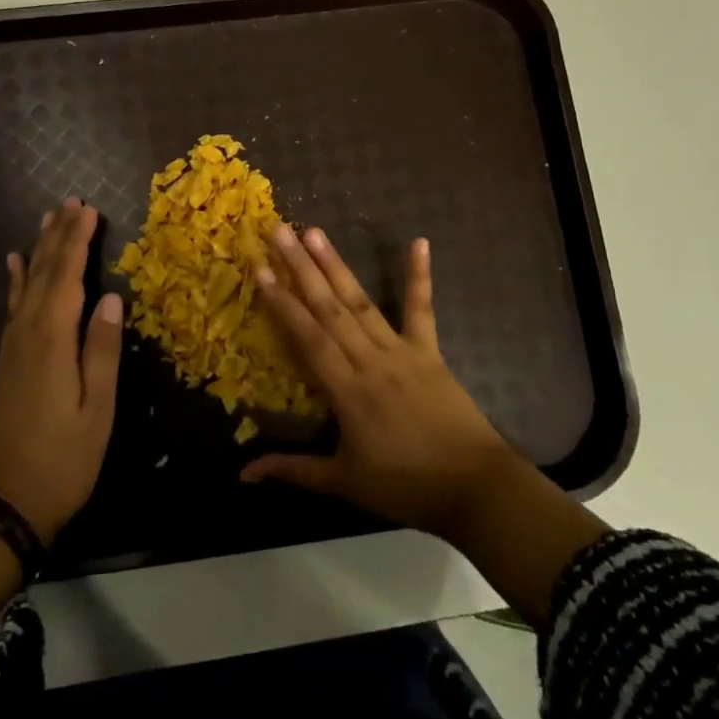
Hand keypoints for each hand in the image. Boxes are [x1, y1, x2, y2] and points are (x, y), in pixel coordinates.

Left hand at [0, 198, 121, 545]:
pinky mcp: (7, 360)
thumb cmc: (62, 460)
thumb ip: (101, 352)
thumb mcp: (96, 410)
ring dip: (40, 249)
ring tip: (47, 219)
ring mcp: (12, 346)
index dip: (78, 241)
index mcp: (52, 341)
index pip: (67, 277)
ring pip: (28, 285)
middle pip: (45, 273)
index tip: (89, 209)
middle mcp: (27, 333)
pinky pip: (13, 305)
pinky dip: (17, 280)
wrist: (3, 504)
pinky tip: (15, 265)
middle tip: (71, 201)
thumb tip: (110, 299)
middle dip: (59, 235)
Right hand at [241, 225, 516, 540]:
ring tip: (315, 232)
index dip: (282, 303)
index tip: (260, 268)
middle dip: (301, 268)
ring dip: (336, 265)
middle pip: (330, 309)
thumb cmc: (406, 486)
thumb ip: (294, 470)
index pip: (308, 339)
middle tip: (279, 231)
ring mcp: (401, 351)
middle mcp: (370, 361)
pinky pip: (422, 309)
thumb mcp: (344, 483)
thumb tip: (243, 474)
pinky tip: (419, 242)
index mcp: (348, 392)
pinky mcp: (429, 350)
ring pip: (361, 302)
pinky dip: (419, 275)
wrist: (475, 488)